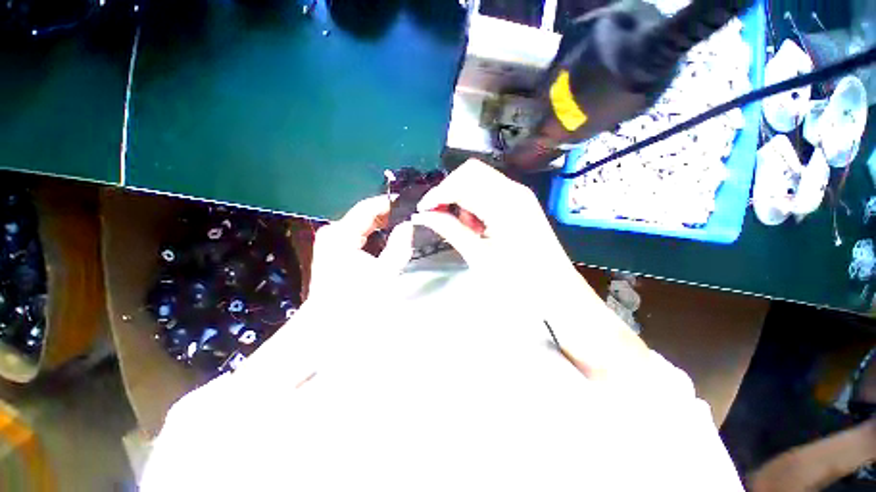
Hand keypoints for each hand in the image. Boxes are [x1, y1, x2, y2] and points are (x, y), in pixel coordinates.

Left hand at [307, 195, 413, 311]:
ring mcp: (330, 241)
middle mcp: (333, 232)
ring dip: (380, 224)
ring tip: (401, 224)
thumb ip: (399, 246)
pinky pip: (356, 234)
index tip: (408, 203)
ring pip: (360, 224)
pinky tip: (385, 237)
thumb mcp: (384, 272)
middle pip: (363, 214)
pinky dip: (372, 233)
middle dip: (386, 214)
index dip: (389, 203)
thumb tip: (408, 225)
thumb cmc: (357, 298)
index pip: (367, 207)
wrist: (329, 323)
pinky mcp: (332, 250)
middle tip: (409, 216)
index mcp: (341, 233)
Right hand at [411, 159, 581, 302]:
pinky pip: (490, 191)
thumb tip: (422, 215)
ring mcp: (519, 194)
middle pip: (471, 172)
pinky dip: (475, 202)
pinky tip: (477, 226)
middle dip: (449, 190)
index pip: (462, 181)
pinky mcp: (520, 202)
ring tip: (464, 228)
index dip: (438, 193)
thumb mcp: (478, 256)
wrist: (555, 289)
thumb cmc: (518, 280)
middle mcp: (513, 189)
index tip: (422, 210)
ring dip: (463, 197)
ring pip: (479, 179)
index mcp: (504, 203)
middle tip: (438, 215)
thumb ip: (449, 229)